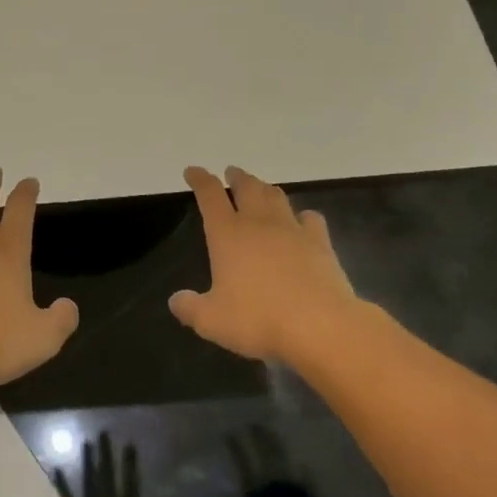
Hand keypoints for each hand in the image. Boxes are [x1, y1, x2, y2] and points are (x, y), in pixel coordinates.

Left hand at [56, 432, 166, 496]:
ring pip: (88, 482)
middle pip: (108, 477)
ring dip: (87, 462)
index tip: (130, 444)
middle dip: (106, 454)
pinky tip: (57, 468)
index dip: (130, 464)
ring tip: (86, 442)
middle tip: (103, 432)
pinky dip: (63, 484)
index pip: (130, 485)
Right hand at [170, 166, 364, 363]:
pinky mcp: (320, 243)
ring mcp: (292, 229)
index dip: (200, 179)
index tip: (192, 171)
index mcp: (227, 234)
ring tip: (261, 189)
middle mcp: (258, 223)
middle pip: (247, 187)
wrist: (320, 326)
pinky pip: (310, 218)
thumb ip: (190, 308)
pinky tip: (302, 221)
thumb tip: (175, 301)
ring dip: (265, 188)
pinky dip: (303, 215)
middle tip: (231, 172)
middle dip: (237, 176)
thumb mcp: (211, 321)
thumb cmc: (259, 319)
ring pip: (276, 196)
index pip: (209, 195)